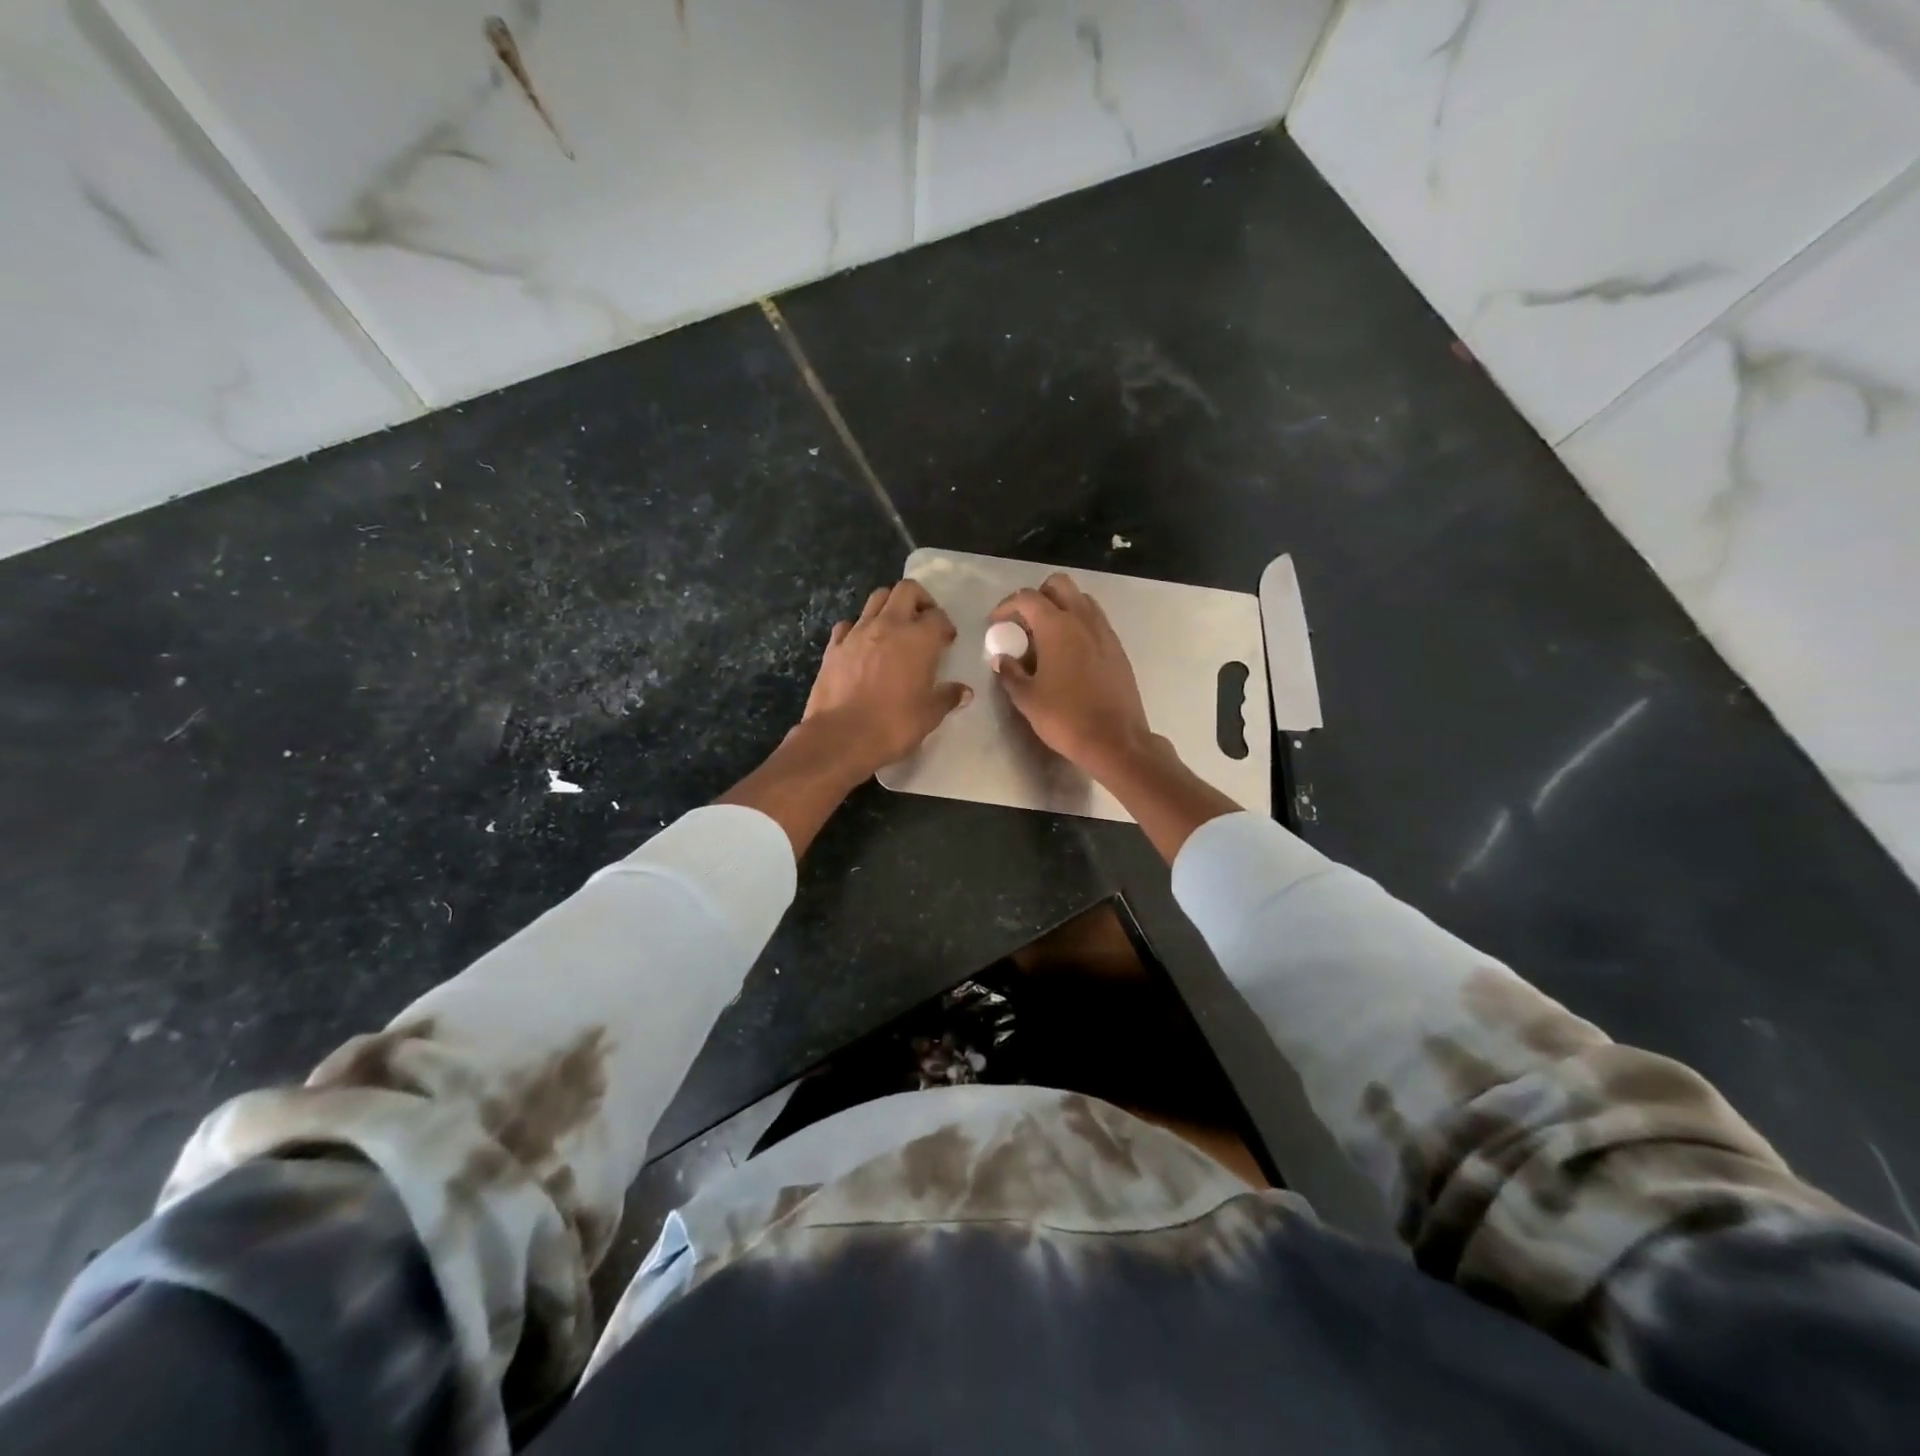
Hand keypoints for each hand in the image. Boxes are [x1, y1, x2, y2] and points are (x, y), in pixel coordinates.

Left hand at [801, 580, 970, 778]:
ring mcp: (857, 632)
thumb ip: (947, 697)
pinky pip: (848, 624)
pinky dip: (858, 627)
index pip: (938, 616)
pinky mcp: (834, 646)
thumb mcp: (929, 715)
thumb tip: (964, 691)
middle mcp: (889, 625)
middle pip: (906, 590)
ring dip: (890, 606)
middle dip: (919, 600)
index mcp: (919, 639)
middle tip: (923, 622)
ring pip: (876, 599)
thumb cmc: (893, 725)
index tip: (947, 641)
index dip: (945, 626)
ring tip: (895, 628)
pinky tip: (862, 645)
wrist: (841, 737)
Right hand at [989, 573, 1154, 774]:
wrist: (1116, 740)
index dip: (1006, 606)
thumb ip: (1010, 673)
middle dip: (1038, 596)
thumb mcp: (1027, 699)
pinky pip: (1095, 621)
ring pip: (1081, 600)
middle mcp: (1083, 620)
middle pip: (1059, 585)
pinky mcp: (1118, 648)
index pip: (1027, 598)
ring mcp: (1104, 632)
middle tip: (1023, 622)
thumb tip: (1002, 659)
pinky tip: (1069, 653)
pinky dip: (1079, 625)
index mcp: (1057, 626)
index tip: (995, 623)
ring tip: (1046, 636)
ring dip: (1061, 607)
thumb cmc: (1065, 718)